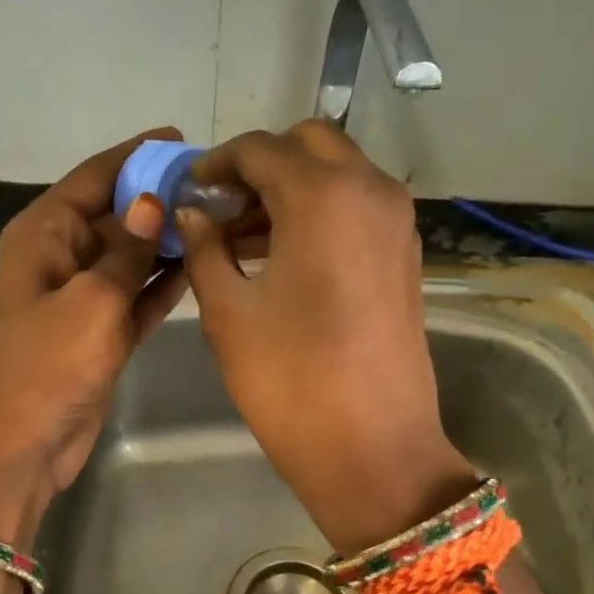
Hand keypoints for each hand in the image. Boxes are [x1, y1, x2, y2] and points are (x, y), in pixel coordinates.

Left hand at [0, 133, 186, 547]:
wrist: (25, 444)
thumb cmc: (50, 364)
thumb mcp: (92, 299)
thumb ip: (127, 249)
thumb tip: (153, 200)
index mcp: (44, 233)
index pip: (93, 178)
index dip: (134, 156)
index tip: (181, 140)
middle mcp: (60, 256)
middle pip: (115, 214)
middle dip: (158, 199)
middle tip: (216, 187)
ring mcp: (81, 296)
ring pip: (130, 255)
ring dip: (166, 240)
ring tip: (218, 219)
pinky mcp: (99, 330)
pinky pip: (135, 294)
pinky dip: (161, 282)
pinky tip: (199, 265)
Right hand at [174, 121, 475, 555]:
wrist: (372, 448)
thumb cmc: (289, 379)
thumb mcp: (229, 312)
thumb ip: (205, 248)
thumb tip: (192, 213)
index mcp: (322, 195)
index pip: (261, 149)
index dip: (217, 164)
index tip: (188, 190)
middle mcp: (369, 191)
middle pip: (309, 146)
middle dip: (260, 166)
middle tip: (220, 209)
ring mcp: (396, 222)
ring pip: (338, 174)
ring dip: (290, 189)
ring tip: (240, 237)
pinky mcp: (405, 254)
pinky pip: (357, 208)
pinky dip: (320, 212)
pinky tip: (281, 255)